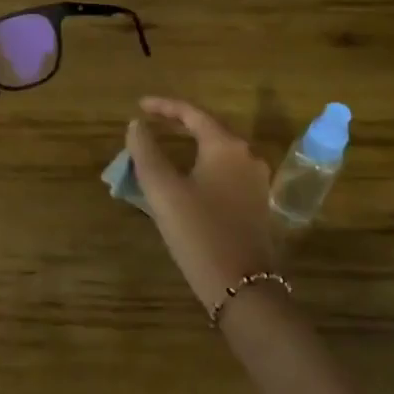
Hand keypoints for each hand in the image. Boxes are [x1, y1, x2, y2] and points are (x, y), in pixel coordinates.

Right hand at [126, 97, 276, 308]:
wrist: (242, 288)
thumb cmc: (198, 231)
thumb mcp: (163, 189)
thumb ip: (146, 151)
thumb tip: (137, 125)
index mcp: (226, 146)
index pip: (192, 113)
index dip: (163, 106)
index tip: (138, 106)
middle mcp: (247, 157)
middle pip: (208, 129)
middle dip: (177, 124)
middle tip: (149, 123)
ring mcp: (256, 182)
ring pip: (217, 151)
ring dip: (190, 145)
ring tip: (163, 147)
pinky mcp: (256, 204)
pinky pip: (224, 171)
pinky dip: (201, 164)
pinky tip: (185, 176)